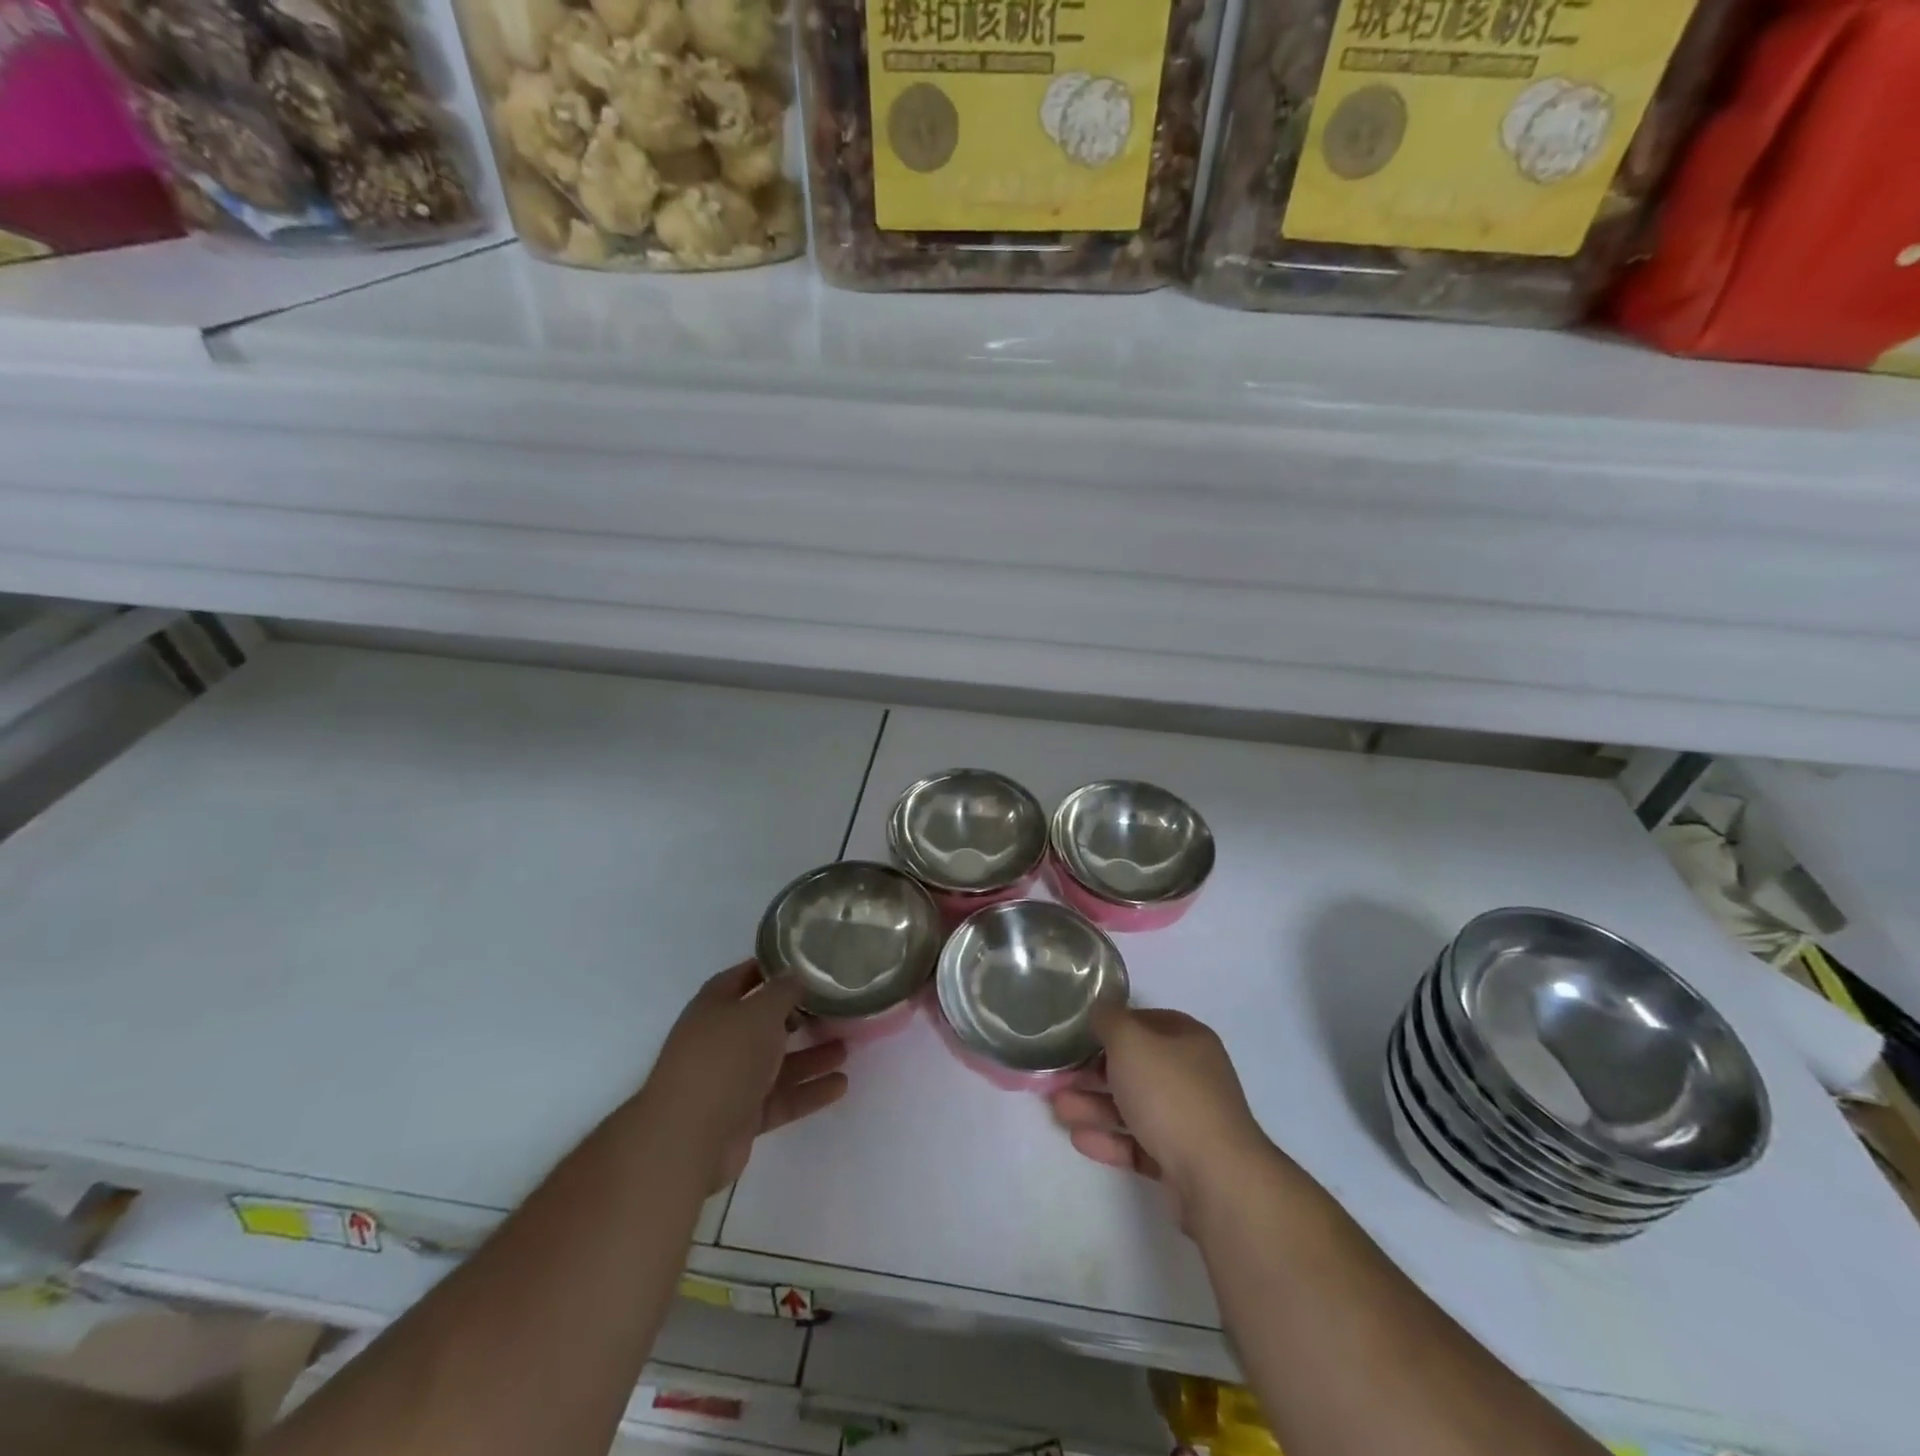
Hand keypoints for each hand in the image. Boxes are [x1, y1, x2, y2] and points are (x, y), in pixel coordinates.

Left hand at [643, 963, 848, 1191]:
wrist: (687, 1139)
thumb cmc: (724, 1059)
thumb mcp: (760, 1012)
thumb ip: (783, 992)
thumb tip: (796, 976)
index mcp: (715, 1007)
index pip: (745, 978)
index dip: (772, 969)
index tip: (807, 965)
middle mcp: (720, 1040)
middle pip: (764, 1023)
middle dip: (799, 1017)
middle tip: (834, 1009)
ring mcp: (730, 1080)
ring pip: (777, 1063)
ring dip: (810, 1056)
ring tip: (846, 1048)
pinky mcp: (742, 1116)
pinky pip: (781, 1098)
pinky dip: (808, 1091)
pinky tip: (840, 1085)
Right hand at [1050, 1005, 1272, 1223]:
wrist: (1217, 1179)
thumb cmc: (1170, 1095)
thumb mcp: (1131, 1042)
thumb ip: (1109, 1020)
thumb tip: (1101, 1011)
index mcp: (1187, 1040)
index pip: (1143, 1022)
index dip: (1109, 1027)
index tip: (1077, 1037)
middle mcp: (1191, 1075)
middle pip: (1133, 1067)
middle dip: (1091, 1073)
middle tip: (1057, 1079)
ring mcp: (1187, 1120)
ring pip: (1132, 1106)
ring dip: (1093, 1106)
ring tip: (1059, 1111)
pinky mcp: (1180, 1161)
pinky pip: (1138, 1143)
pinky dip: (1110, 1140)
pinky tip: (1079, 1139)